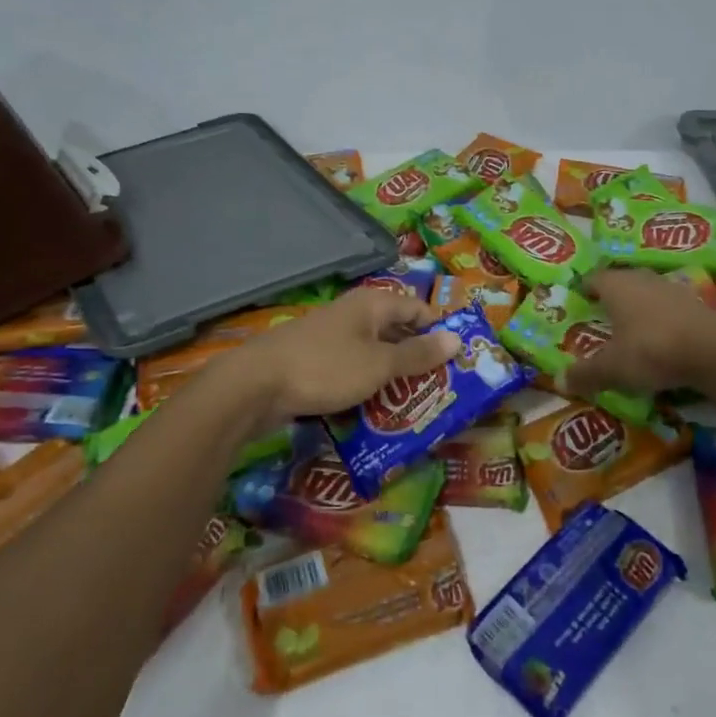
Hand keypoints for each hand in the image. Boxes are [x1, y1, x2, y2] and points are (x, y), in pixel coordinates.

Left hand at [234, 288, 460, 425]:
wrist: (254, 386)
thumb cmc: (325, 368)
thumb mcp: (379, 365)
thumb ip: (417, 354)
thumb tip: (456, 339)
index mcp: (373, 305)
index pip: (419, 309)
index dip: (440, 331)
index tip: (460, 360)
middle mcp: (354, 314)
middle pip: (397, 332)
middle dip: (419, 358)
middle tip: (443, 388)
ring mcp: (332, 338)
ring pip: (374, 354)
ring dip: (394, 377)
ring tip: (417, 405)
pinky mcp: (316, 362)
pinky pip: (353, 370)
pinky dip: (368, 387)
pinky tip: (378, 411)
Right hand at [562, 269, 715, 400]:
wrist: (713, 352)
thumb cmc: (651, 350)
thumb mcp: (613, 368)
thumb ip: (586, 374)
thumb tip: (559, 381)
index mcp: (617, 286)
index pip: (595, 278)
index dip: (585, 288)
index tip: (579, 299)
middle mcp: (643, 279)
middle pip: (623, 281)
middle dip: (613, 295)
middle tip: (602, 313)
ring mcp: (673, 289)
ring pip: (648, 292)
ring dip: (639, 305)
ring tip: (631, 326)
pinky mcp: (697, 304)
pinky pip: (670, 307)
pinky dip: (662, 317)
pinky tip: (661, 336)